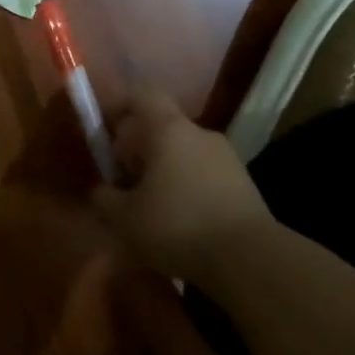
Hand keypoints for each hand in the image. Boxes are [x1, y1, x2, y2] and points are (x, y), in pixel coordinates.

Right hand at [92, 89, 277, 276]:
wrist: (252, 260)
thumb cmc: (178, 226)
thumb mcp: (125, 218)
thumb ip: (104, 198)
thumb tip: (102, 190)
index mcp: (167, 129)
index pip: (142, 95)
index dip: (121, 107)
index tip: (108, 135)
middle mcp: (199, 133)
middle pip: (162, 127)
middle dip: (140, 150)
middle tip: (126, 184)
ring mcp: (227, 157)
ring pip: (183, 153)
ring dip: (165, 172)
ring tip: (154, 209)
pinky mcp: (244, 184)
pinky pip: (204, 175)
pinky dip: (189, 189)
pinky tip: (183, 223)